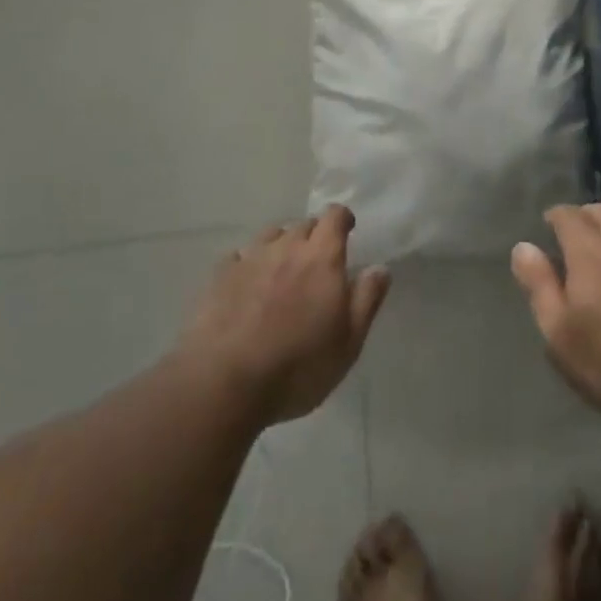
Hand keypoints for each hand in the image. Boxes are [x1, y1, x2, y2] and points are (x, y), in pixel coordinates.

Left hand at [180, 206, 390, 426]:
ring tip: (282, 272)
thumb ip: (367, 300)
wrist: (223, 384)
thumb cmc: (297, 367)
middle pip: (304, 225)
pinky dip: (249, 264)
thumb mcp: (348, 343)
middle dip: (314, 236)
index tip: (347, 231)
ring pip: (271, 236)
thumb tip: (381, 268)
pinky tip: (247, 286)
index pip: (335, 216)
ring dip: (281, 246)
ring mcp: (250, 258)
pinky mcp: (220, 276)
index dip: (342, 219)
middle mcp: (287, 247)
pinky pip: (240, 256)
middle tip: (317, 264)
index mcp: (322, 257)